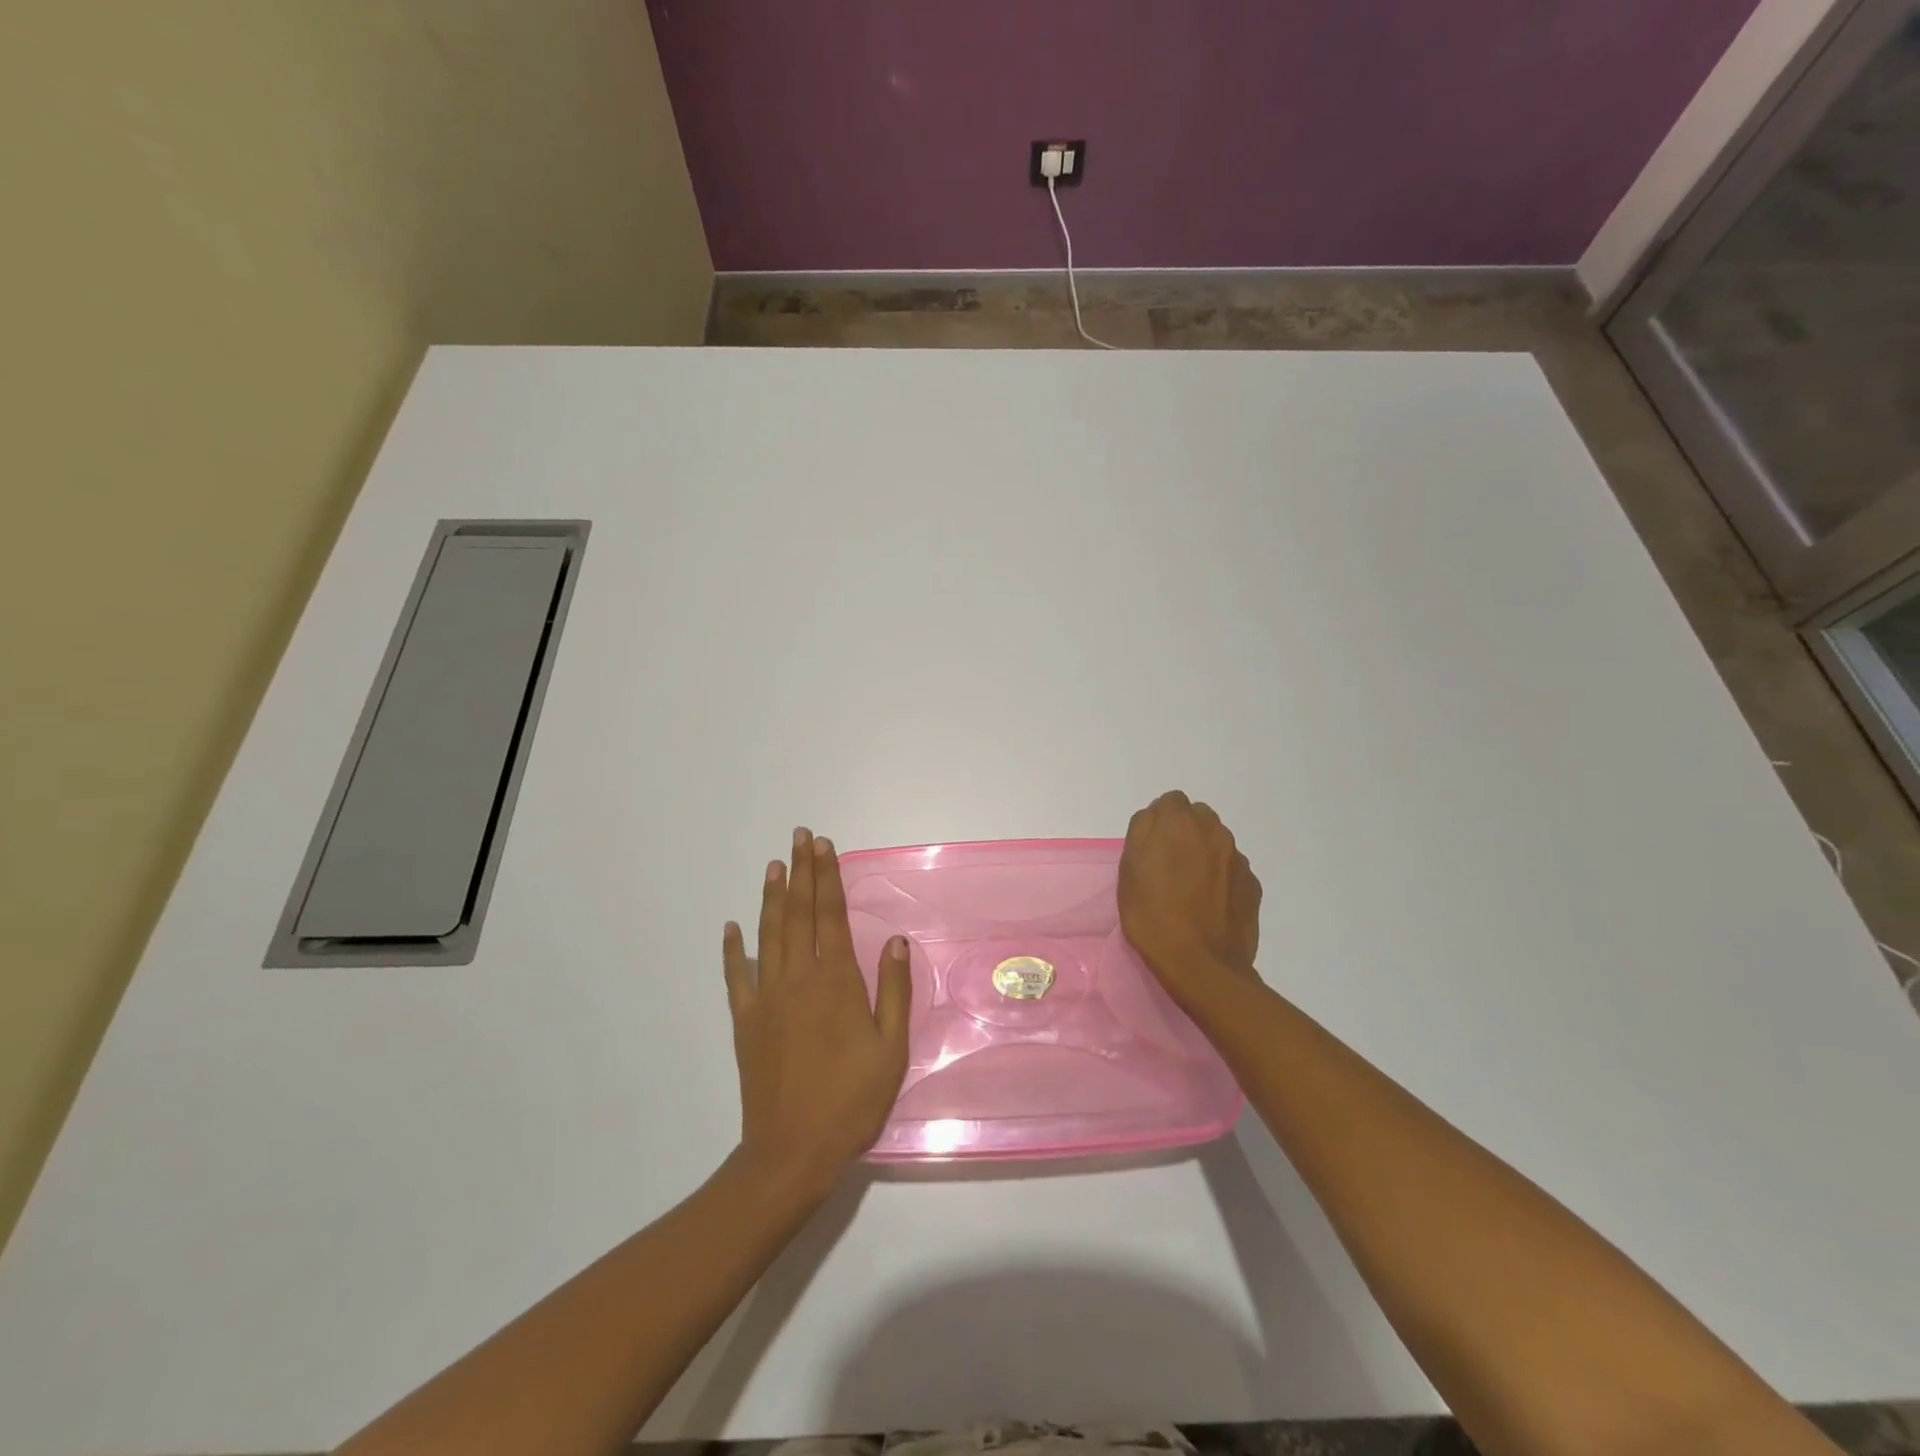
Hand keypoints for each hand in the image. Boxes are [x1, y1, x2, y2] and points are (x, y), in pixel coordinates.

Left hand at [723, 827, 911, 1199]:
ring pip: (769, 935)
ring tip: (775, 866)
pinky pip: (736, 977)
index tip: (823, 846)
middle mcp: (798, 978)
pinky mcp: (746, 1021)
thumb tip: (894, 941)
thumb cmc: (851, 1100)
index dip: (827, 877)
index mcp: (835, 981)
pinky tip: (732, 928)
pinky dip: (733, 950)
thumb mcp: (890, 1049)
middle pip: (799, 914)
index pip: (830, 915)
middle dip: (801, 873)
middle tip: (800, 838)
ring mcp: (766, 998)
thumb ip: (893, 991)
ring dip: (772, 898)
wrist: (792, 1151)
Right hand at [1118, 791, 1262, 1006]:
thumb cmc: (1153, 916)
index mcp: (1180, 824)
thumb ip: (1142, 832)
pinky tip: (1209, 905)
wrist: (1201, 965)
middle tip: (1168, 865)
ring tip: (1189, 888)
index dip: (1159, 821)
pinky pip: (1232, 869)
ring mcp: (1238, 859)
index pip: (1171, 801)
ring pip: (1217, 842)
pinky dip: (1221, 878)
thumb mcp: (1129, 871)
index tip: (1150, 847)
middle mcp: (1215, 833)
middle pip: (1198, 817)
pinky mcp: (1253, 885)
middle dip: (1184, 832)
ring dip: (1204, 854)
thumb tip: (1155, 819)